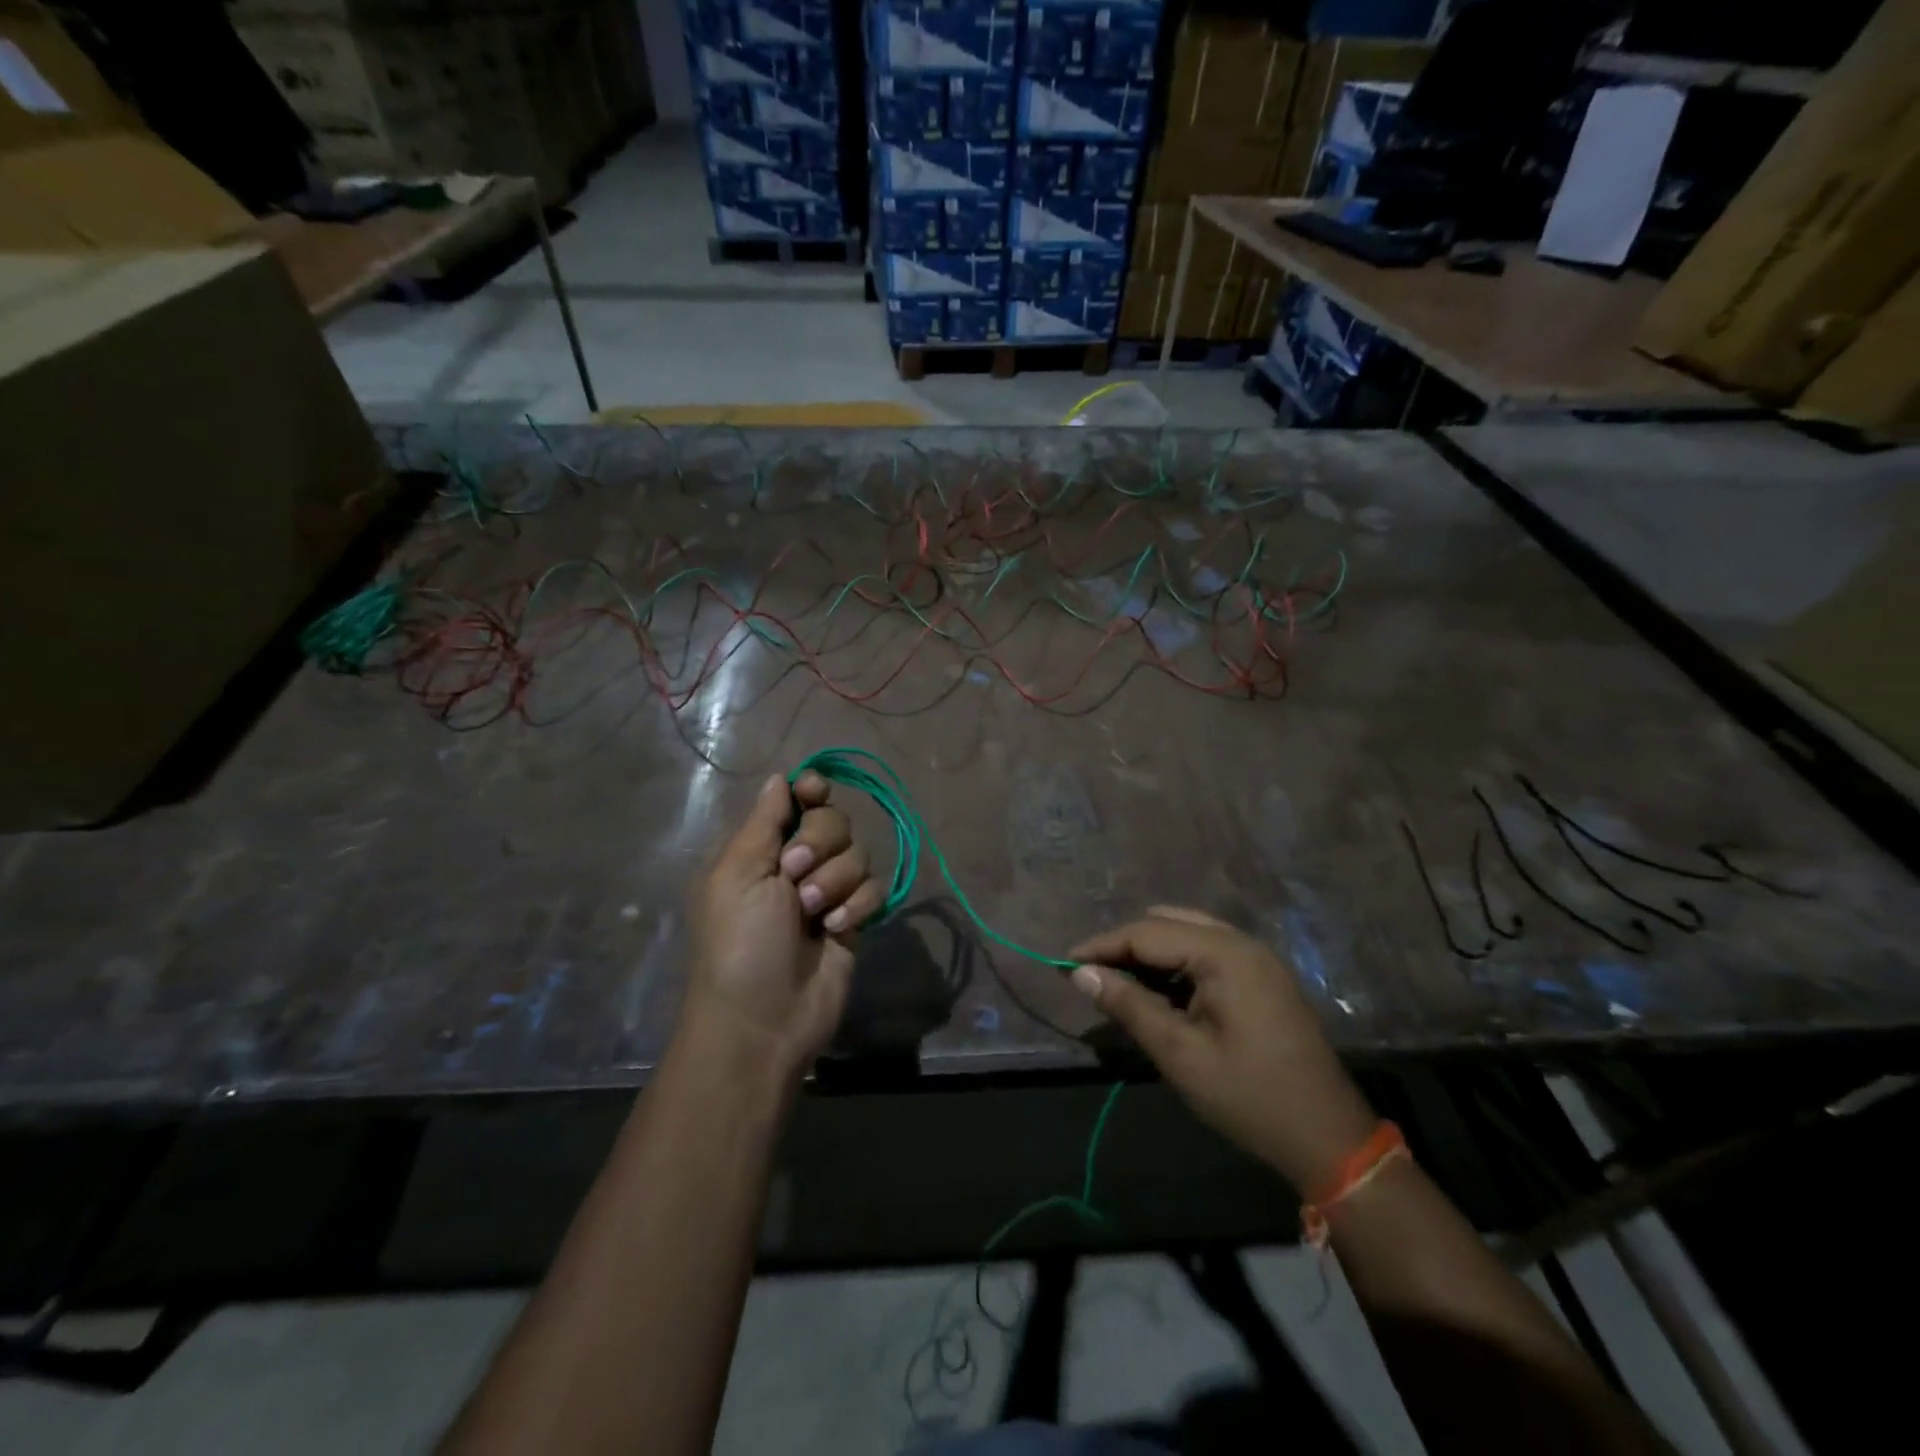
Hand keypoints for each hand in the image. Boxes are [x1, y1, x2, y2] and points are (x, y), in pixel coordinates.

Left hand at [687, 773, 883, 1078]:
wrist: (763, 1021)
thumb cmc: (740, 942)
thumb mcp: (738, 874)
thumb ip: (764, 821)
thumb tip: (780, 777)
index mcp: (761, 849)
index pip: (796, 799)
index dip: (811, 790)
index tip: (815, 793)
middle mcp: (796, 864)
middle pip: (834, 820)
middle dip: (820, 844)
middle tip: (794, 875)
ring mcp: (827, 892)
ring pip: (858, 854)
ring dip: (835, 880)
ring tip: (812, 915)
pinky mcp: (853, 919)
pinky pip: (874, 889)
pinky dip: (856, 906)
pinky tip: (835, 929)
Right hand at [1070, 907, 1377, 1192]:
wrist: (1328, 1138)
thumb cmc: (1249, 1096)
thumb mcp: (1180, 1054)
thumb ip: (1129, 1006)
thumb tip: (1081, 974)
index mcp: (1224, 954)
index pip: (1148, 932)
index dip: (1103, 946)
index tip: (1066, 964)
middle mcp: (1241, 943)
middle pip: (1167, 925)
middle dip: (1125, 946)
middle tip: (1092, 976)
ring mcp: (1256, 958)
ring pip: (1186, 935)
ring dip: (1150, 954)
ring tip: (1119, 984)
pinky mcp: (1262, 977)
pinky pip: (1207, 953)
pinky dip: (1176, 965)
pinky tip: (1159, 993)